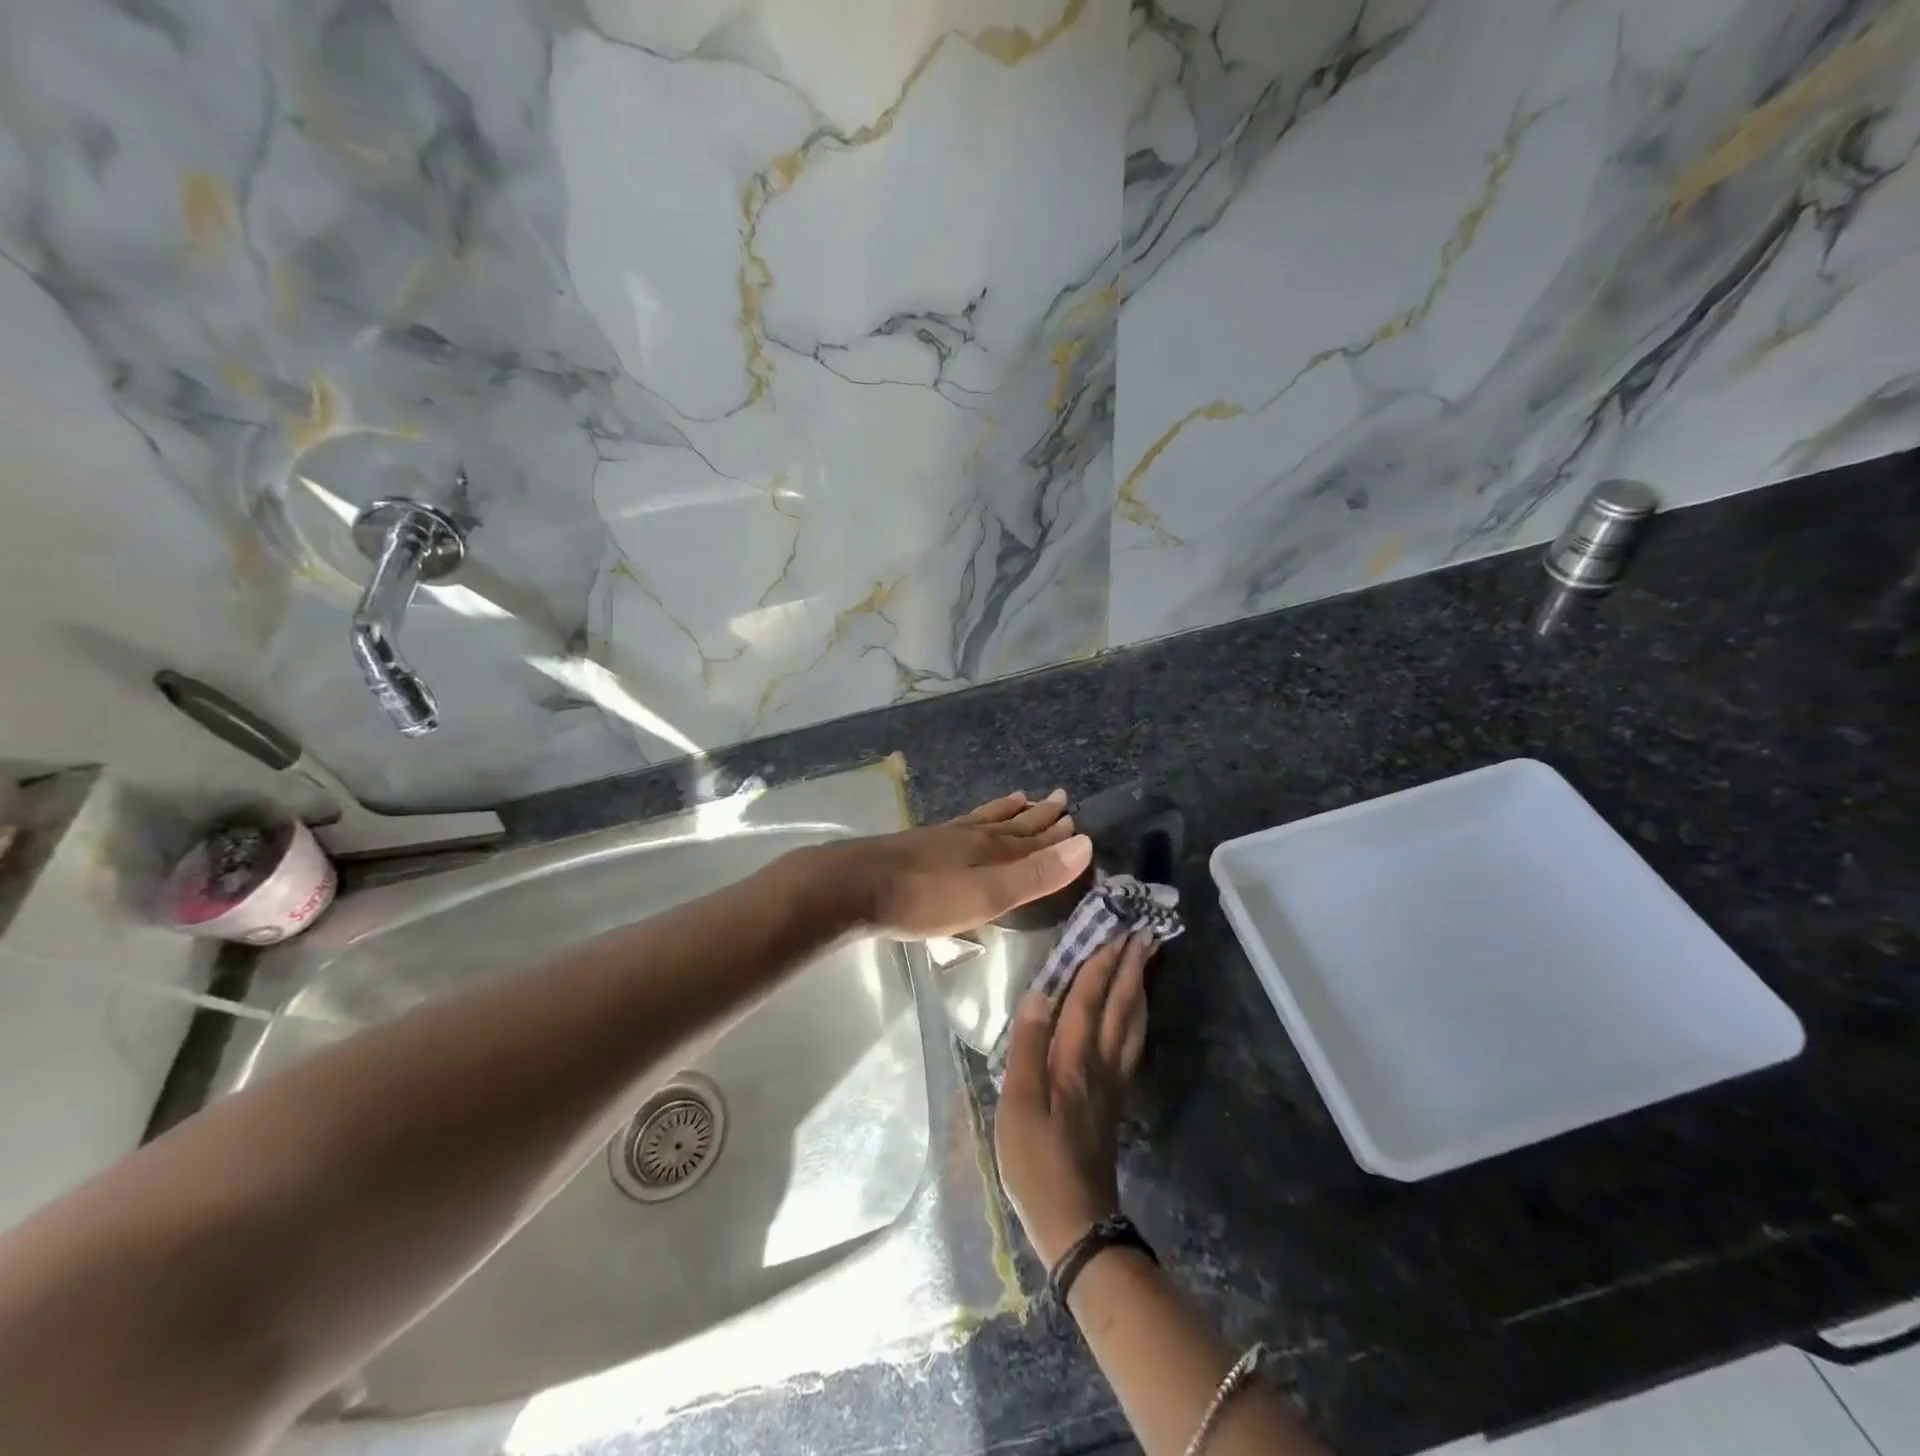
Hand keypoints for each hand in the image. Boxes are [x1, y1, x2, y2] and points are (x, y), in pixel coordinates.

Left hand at [829, 789, 1092, 938]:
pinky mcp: (919, 846)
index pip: (1034, 840)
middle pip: (1012, 826)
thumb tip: (1085, 843)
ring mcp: (942, 839)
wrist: (852, 887)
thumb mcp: (986, 894)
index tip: (1078, 820)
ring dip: (1008, 813)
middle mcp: (970, 837)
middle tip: (1060, 799)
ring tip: (1022, 798)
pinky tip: (966, 821)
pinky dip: (974, 818)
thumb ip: (1034, 874)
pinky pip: (959, 825)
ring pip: (985, 821)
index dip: (1056, 834)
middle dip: (1038, 816)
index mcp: (991, 850)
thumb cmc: (924, 898)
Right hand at [995, 932, 1156, 1267]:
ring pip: (1132, 1023)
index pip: (1088, 998)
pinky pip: (1132, 1043)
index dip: (1100, 962)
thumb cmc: (1037, 1163)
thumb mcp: (1017, 1107)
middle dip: (1130, 966)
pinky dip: (1137, 1016)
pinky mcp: (1114, 1098)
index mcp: (1074, 1059)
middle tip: (1143, 932)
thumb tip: (1037, 993)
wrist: (1076, 1222)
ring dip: (1139, 987)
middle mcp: (1100, 1062)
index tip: (1115, 928)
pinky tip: (1136, 1012)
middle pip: (1119, 1005)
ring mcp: (1112, 1081)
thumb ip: (1027, 1047)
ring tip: (1146, 961)